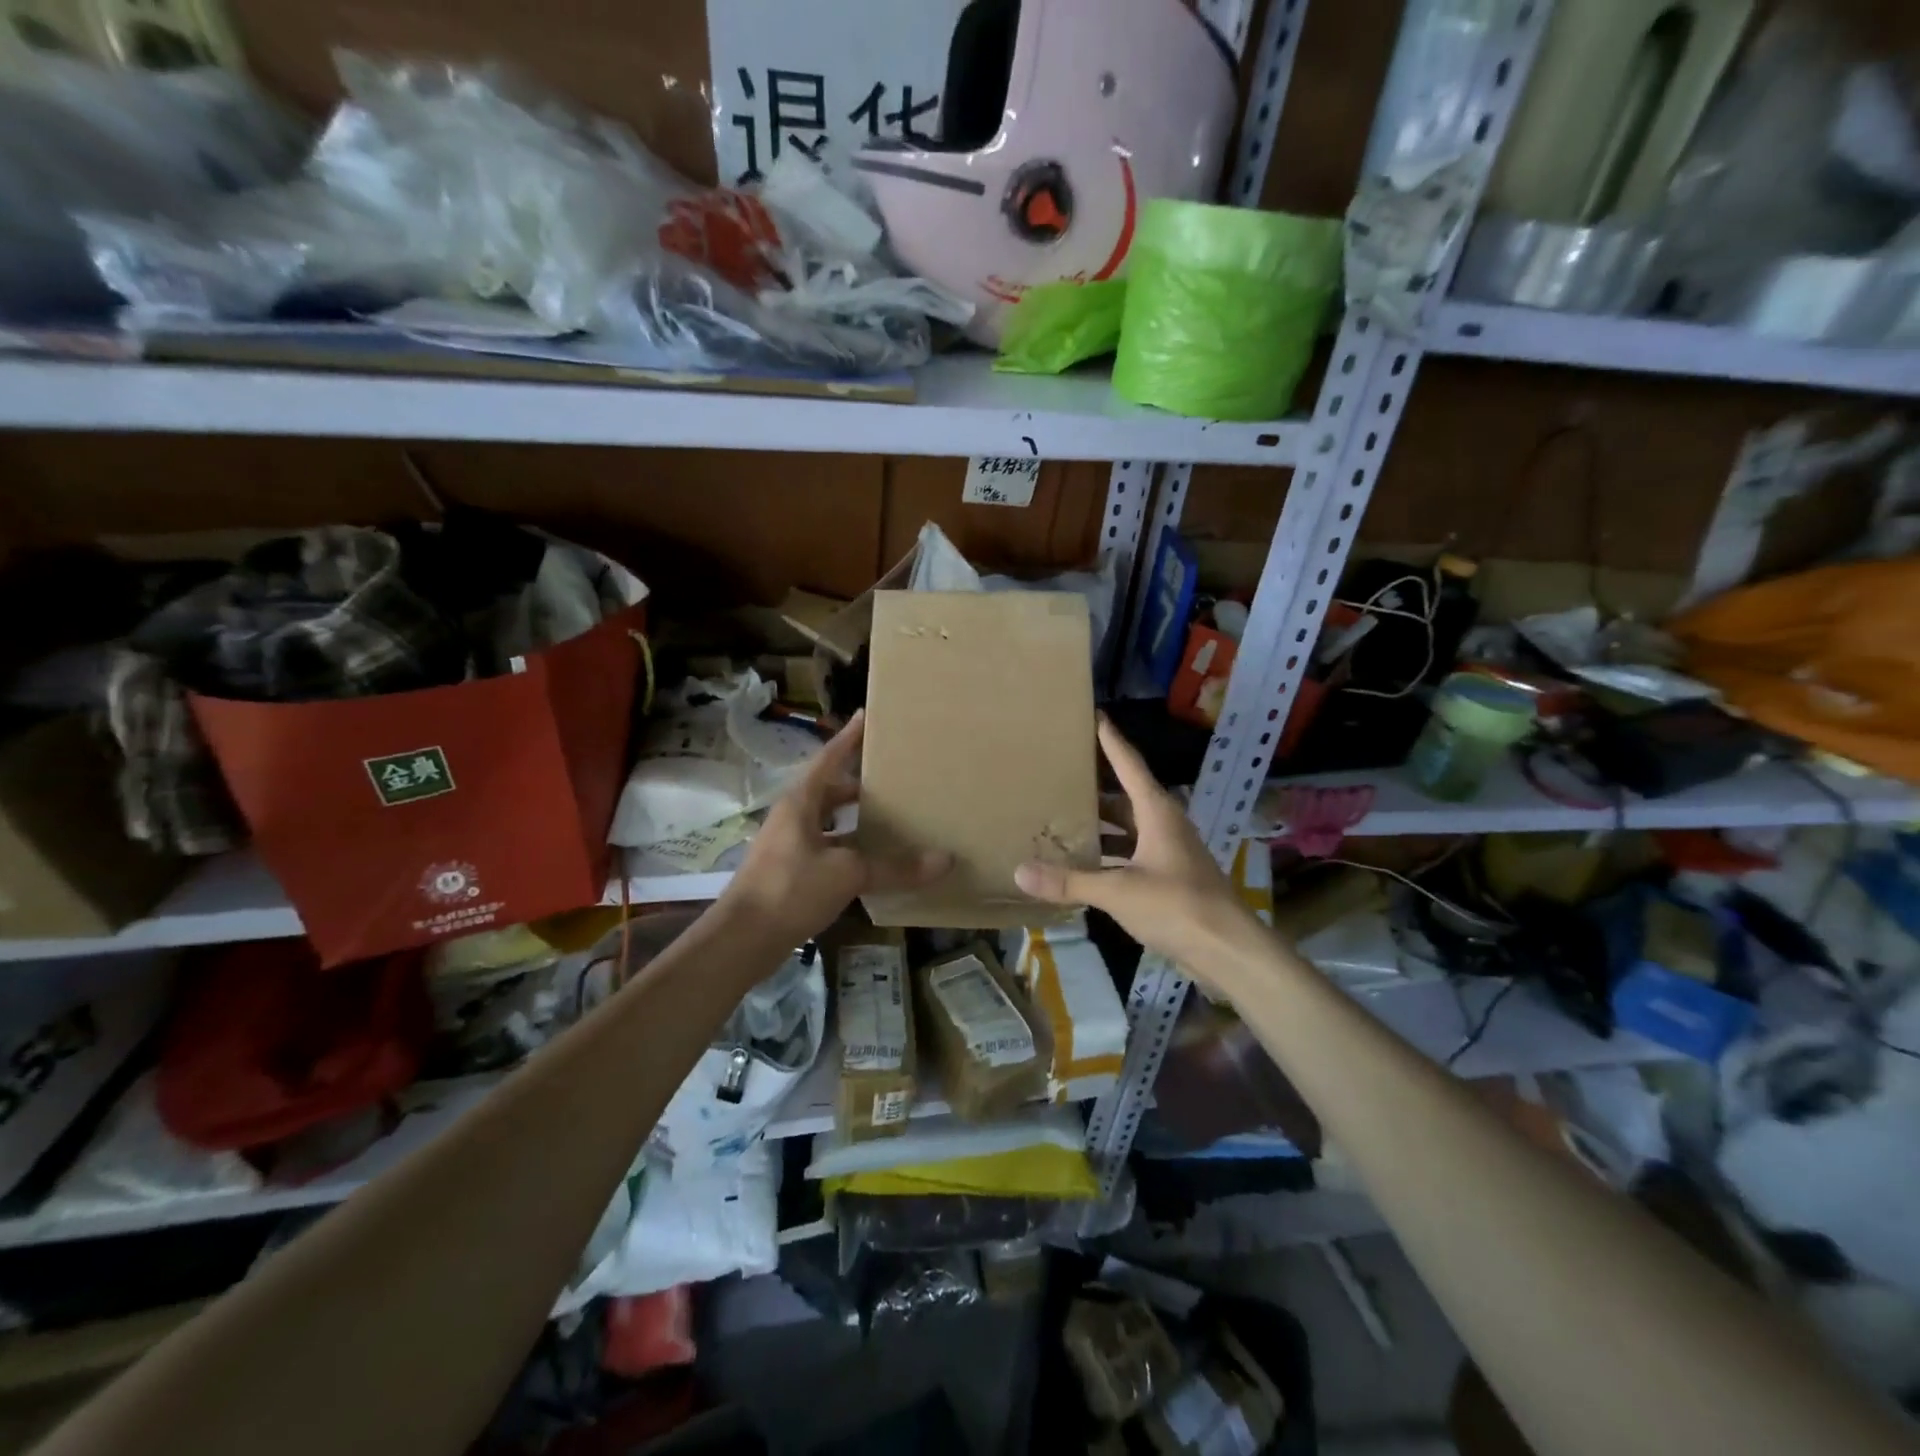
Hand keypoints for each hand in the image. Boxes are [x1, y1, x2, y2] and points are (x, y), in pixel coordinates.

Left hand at [720, 711, 948, 947]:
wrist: (741, 940)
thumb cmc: (789, 890)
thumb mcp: (847, 874)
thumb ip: (895, 867)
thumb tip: (944, 860)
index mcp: (801, 802)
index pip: (830, 758)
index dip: (849, 737)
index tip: (868, 716)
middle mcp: (793, 817)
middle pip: (830, 789)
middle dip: (860, 782)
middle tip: (895, 776)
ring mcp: (789, 845)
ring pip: (829, 821)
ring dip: (855, 818)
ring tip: (892, 816)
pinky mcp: (790, 872)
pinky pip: (827, 848)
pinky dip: (849, 849)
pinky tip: (873, 861)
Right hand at [1015, 715, 1263, 988]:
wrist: (1226, 949)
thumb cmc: (1177, 905)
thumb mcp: (1118, 891)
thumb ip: (1069, 881)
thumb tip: (1019, 872)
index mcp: (1157, 813)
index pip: (1129, 765)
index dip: (1111, 740)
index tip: (1094, 715)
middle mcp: (1164, 825)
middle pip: (1126, 795)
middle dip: (1096, 784)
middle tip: (1062, 769)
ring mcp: (1168, 852)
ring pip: (1128, 827)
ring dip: (1100, 823)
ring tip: (1062, 813)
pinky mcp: (1168, 878)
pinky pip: (1131, 853)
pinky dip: (1108, 854)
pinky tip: (1083, 860)